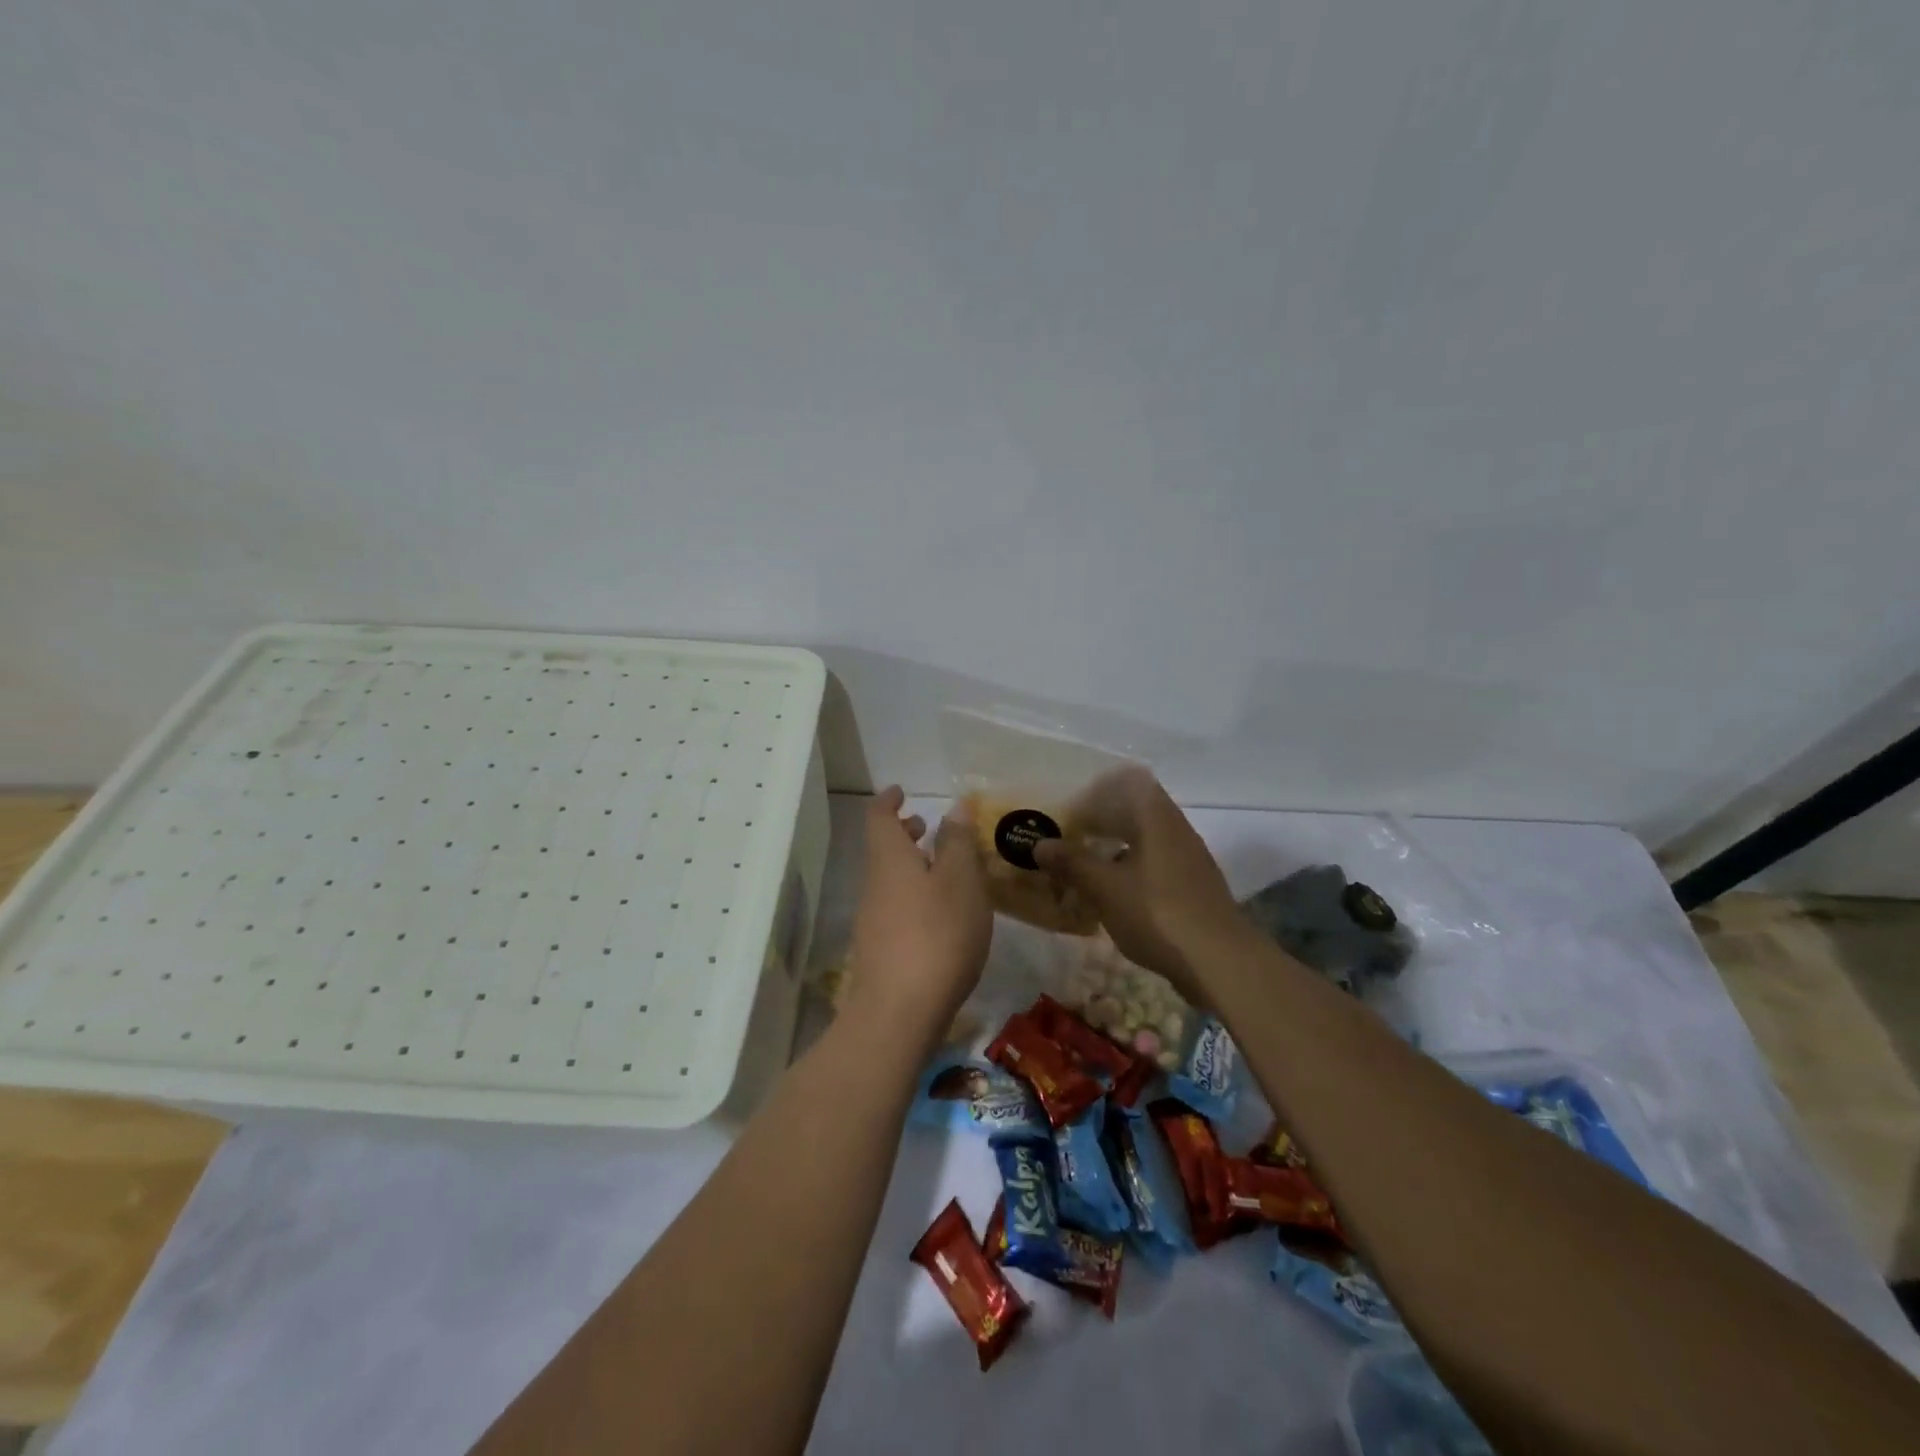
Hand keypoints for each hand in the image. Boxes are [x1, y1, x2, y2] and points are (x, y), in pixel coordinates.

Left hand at [846, 787, 991, 1040]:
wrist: (899, 1012)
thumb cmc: (937, 934)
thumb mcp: (960, 881)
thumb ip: (958, 842)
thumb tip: (954, 807)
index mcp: (889, 859)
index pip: (878, 817)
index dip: (889, 800)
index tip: (902, 791)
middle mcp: (873, 884)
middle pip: (882, 848)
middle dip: (902, 833)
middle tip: (926, 826)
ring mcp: (873, 921)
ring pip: (889, 879)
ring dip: (910, 865)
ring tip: (943, 869)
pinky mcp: (879, 951)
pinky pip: (895, 906)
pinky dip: (913, 895)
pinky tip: (939, 914)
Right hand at [1034, 766, 1241, 1000]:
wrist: (1220, 962)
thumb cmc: (1158, 913)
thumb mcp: (1105, 888)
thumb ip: (1072, 863)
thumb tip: (1040, 844)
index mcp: (1157, 819)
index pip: (1129, 784)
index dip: (1099, 792)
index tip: (1072, 809)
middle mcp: (1177, 831)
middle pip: (1136, 814)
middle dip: (1102, 823)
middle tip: (1069, 839)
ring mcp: (1190, 861)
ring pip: (1146, 843)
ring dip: (1116, 851)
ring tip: (1085, 870)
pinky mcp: (1194, 890)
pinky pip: (1156, 868)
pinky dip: (1131, 873)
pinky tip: (1114, 897)